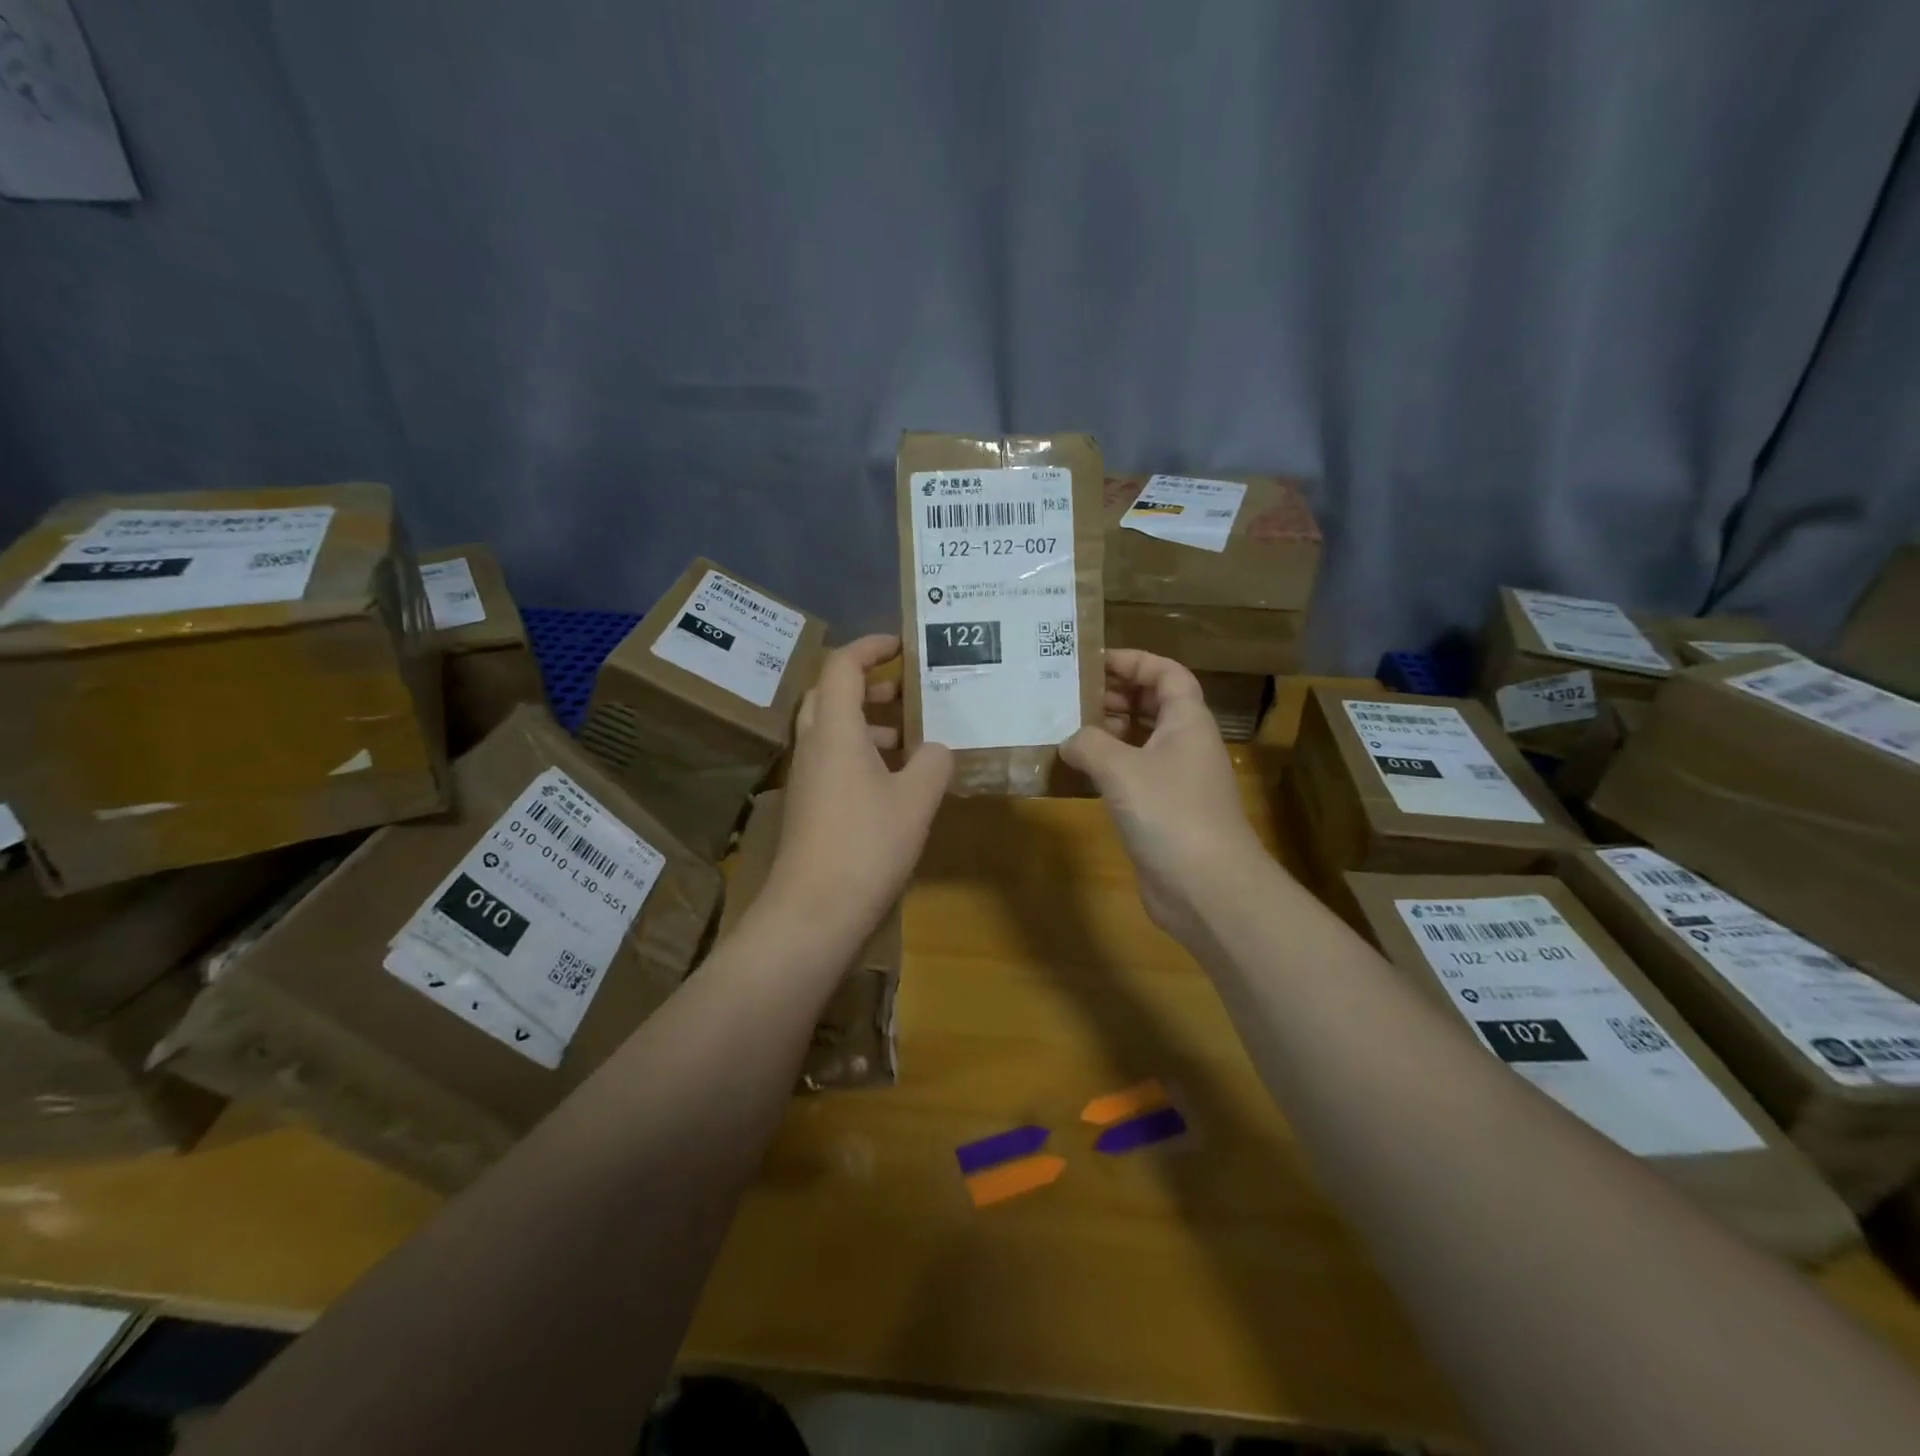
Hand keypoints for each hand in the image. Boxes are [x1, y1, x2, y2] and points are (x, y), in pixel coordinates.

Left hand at [763, 635, 952, 935]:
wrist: (813, 912)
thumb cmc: (867, 845)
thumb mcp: (916, 800)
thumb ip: (934, 763)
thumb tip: (937, 749)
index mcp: (834, 730)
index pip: (842, 666)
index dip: (871, 647)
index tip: (903, 645)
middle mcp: (812, 745)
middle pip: (831, 694)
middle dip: (870, 684)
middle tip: (908, 691)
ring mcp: (806, 777)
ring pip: (832, 730)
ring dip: (868, 722)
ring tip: (911, 737)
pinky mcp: (808, 806)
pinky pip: (833, 760)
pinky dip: (862, 754)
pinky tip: (895, 780)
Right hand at [1060, 650, 1264, 946]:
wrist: (1207, 887)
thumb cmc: (1170, 813)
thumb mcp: (1121, 768)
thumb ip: (1089, 744)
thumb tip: (1069, 740)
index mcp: (1187, 721)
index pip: (1166, 673)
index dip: (1134, 661)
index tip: (1093, 659)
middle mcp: (1184, 744)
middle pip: (1152, 704)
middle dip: (1114, 694)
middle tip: (1069, 692)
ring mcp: (1175, 779)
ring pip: (1140, 740)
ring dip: (1107, 730)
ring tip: (1065, 725)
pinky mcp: (1161, 811)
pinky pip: (1132, 774)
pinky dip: (1107, 765)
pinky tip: (1076, 769)